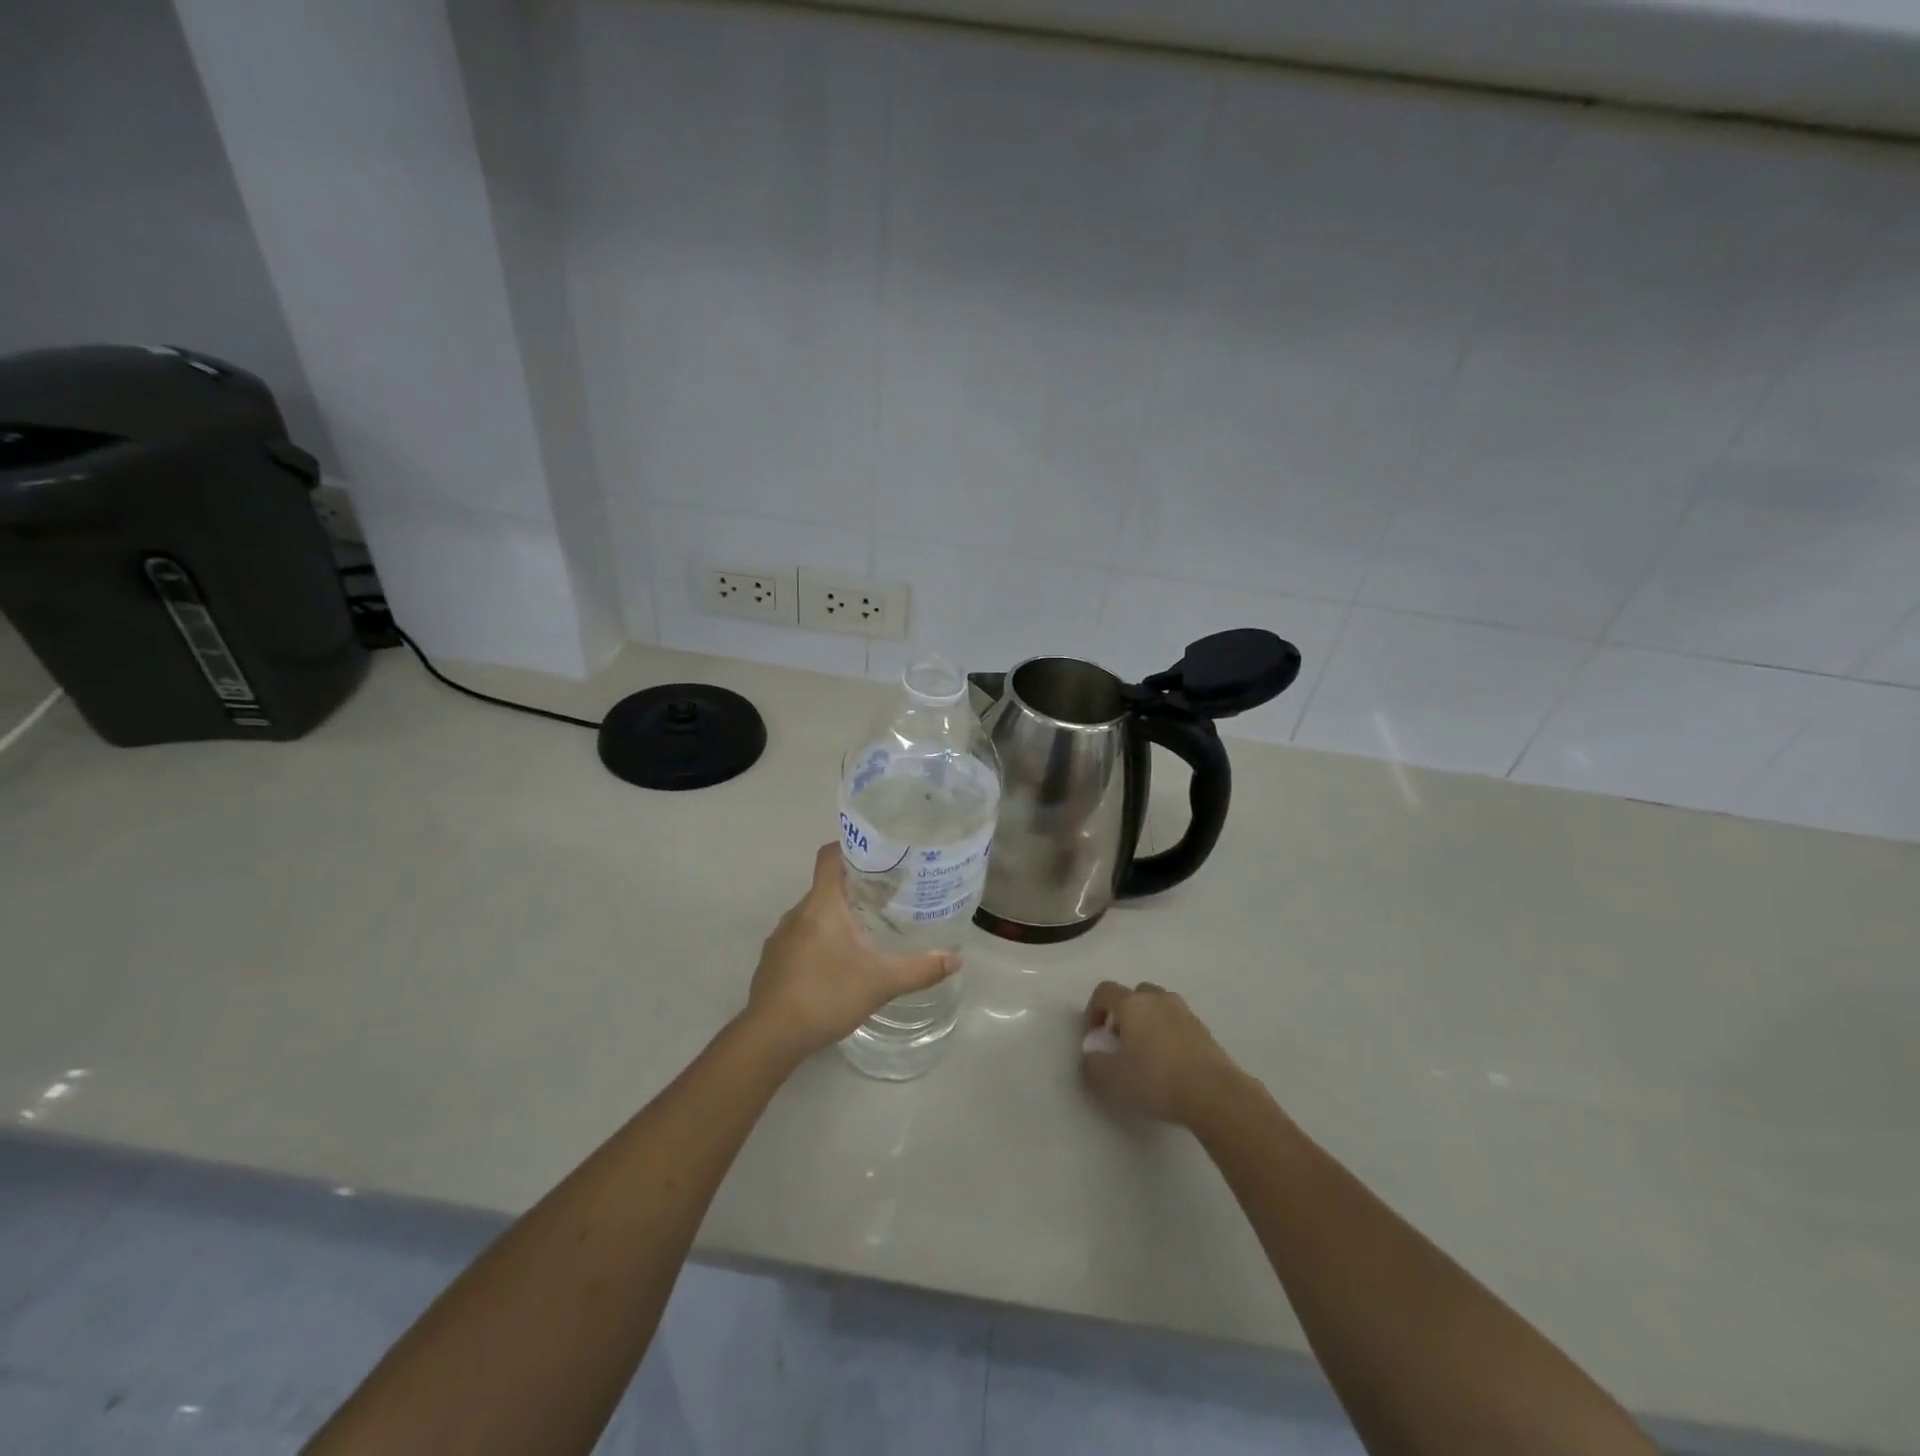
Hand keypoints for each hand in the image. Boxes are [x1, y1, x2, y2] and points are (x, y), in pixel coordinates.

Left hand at [743, 843, 959, 1062]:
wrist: (770, 1037)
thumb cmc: (826, 996)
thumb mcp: (881, 983)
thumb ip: (920, 970)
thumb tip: (956, 959)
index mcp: (821, 905)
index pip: (830, 856)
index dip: (852, 848)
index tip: (879, 855)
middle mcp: (797, 913)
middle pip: (826, 886)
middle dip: (855, 888)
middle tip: (888, 897)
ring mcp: (780, 937)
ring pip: (813, 914)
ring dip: (837, 917)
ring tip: (867, 931)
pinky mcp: (772, 960)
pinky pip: (800, 937)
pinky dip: (820, 940)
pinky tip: (838, 964)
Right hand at [1079, 981, 1242, 1126]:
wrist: (1214, 1093)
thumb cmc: (1156, 1080)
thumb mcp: (1112, 1079)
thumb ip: (1093, 1064)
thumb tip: (1091, 1055)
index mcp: (1132, 1004)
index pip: (1105, 991)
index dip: (1094, 1009)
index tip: (1094, 1033)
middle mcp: (1157, 999)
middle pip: (1134, 994)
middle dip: (1123, 1013)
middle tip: (1120, 1040)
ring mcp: (1184, 1012)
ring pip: (1158, 1006)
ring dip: (1147, 1021)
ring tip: (1146, 1052)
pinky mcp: (1203, 1029)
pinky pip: (1177, 1022)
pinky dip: (1168, 1033)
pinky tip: (1170, 1062)